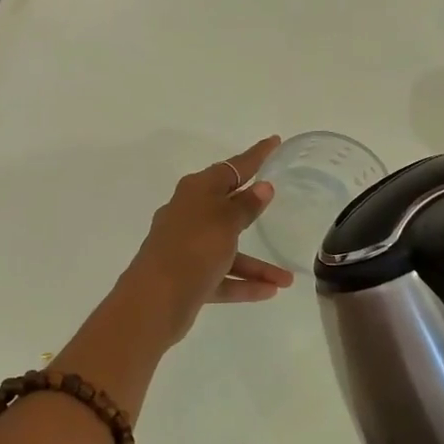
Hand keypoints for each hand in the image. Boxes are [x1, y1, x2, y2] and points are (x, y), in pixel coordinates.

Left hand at [123, 137, 294, 342]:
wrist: (155, 301)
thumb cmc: (193, 249)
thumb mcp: (224, 222)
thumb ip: (245, 206)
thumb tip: (261, 187)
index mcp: (195, 192)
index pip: (231, 168)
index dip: (254, 156)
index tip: (275, 142)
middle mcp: (188, 216)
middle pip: (225, 206)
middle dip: (252, 207)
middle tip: (277, 197)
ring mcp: (186, 249)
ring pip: (228, 250)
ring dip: (257, 263)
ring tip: (288, 279)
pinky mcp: (188, 278)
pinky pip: (222, 277)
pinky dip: (244, 283)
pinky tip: (271, 291)